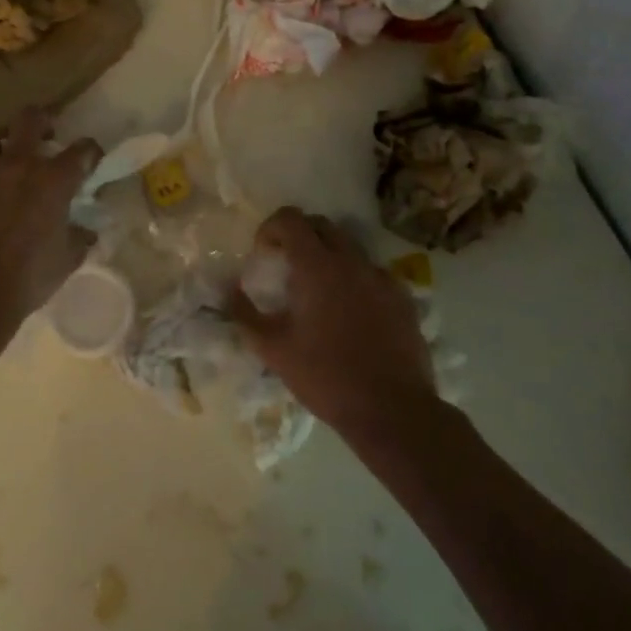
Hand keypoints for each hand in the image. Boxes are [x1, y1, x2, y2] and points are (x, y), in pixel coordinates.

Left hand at [0, 107, 100, 344]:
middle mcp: (15, 164)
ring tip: (0, 165)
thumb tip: (87, 229)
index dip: (90, 151)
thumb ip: (79, 237)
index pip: (82, 150)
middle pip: (30, 119)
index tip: (90, 158)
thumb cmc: (26, 280)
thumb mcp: (66, 261)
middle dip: (41, 121)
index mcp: (52, 180)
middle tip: (43, 135)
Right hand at [228, 207, 435, 437]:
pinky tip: (350, 313)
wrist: (392, 411)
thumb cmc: (325, 376)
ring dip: (328, 256)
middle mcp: (351, 261)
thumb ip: (245, 314)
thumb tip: (228, 290)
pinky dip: (355, 279)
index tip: (263, 254)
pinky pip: (372, 273)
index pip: (291, 219)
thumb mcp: (273, 349)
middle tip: (286, 266)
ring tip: (318, 291)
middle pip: (321, 225)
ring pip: (350, 247)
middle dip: (299, 236)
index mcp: (317, 266)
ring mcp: (381, 278)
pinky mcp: (402, 298)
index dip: (271, 228)